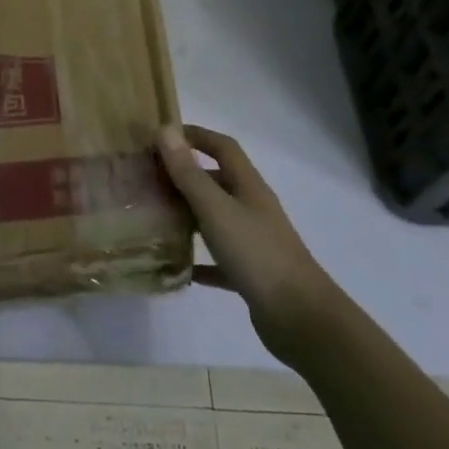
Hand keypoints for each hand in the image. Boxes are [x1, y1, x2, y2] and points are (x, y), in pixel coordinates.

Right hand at [159, 124, 336, 354]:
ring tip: (155, 217)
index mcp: (248, 186)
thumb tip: (165, 130)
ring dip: (188, 215)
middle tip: (148, 180)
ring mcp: (253, 241)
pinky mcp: (251, 273)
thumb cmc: (257, 253)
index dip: (196, 135)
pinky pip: (219, 259)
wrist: (300, 318)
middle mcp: (252, 208)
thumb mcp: (216, 209)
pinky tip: (178, 267)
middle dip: (184, 176)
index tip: (162, 137)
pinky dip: (199, 259)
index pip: (222, 147)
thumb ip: (189, 173)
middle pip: (217, 181)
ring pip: (216, 218)